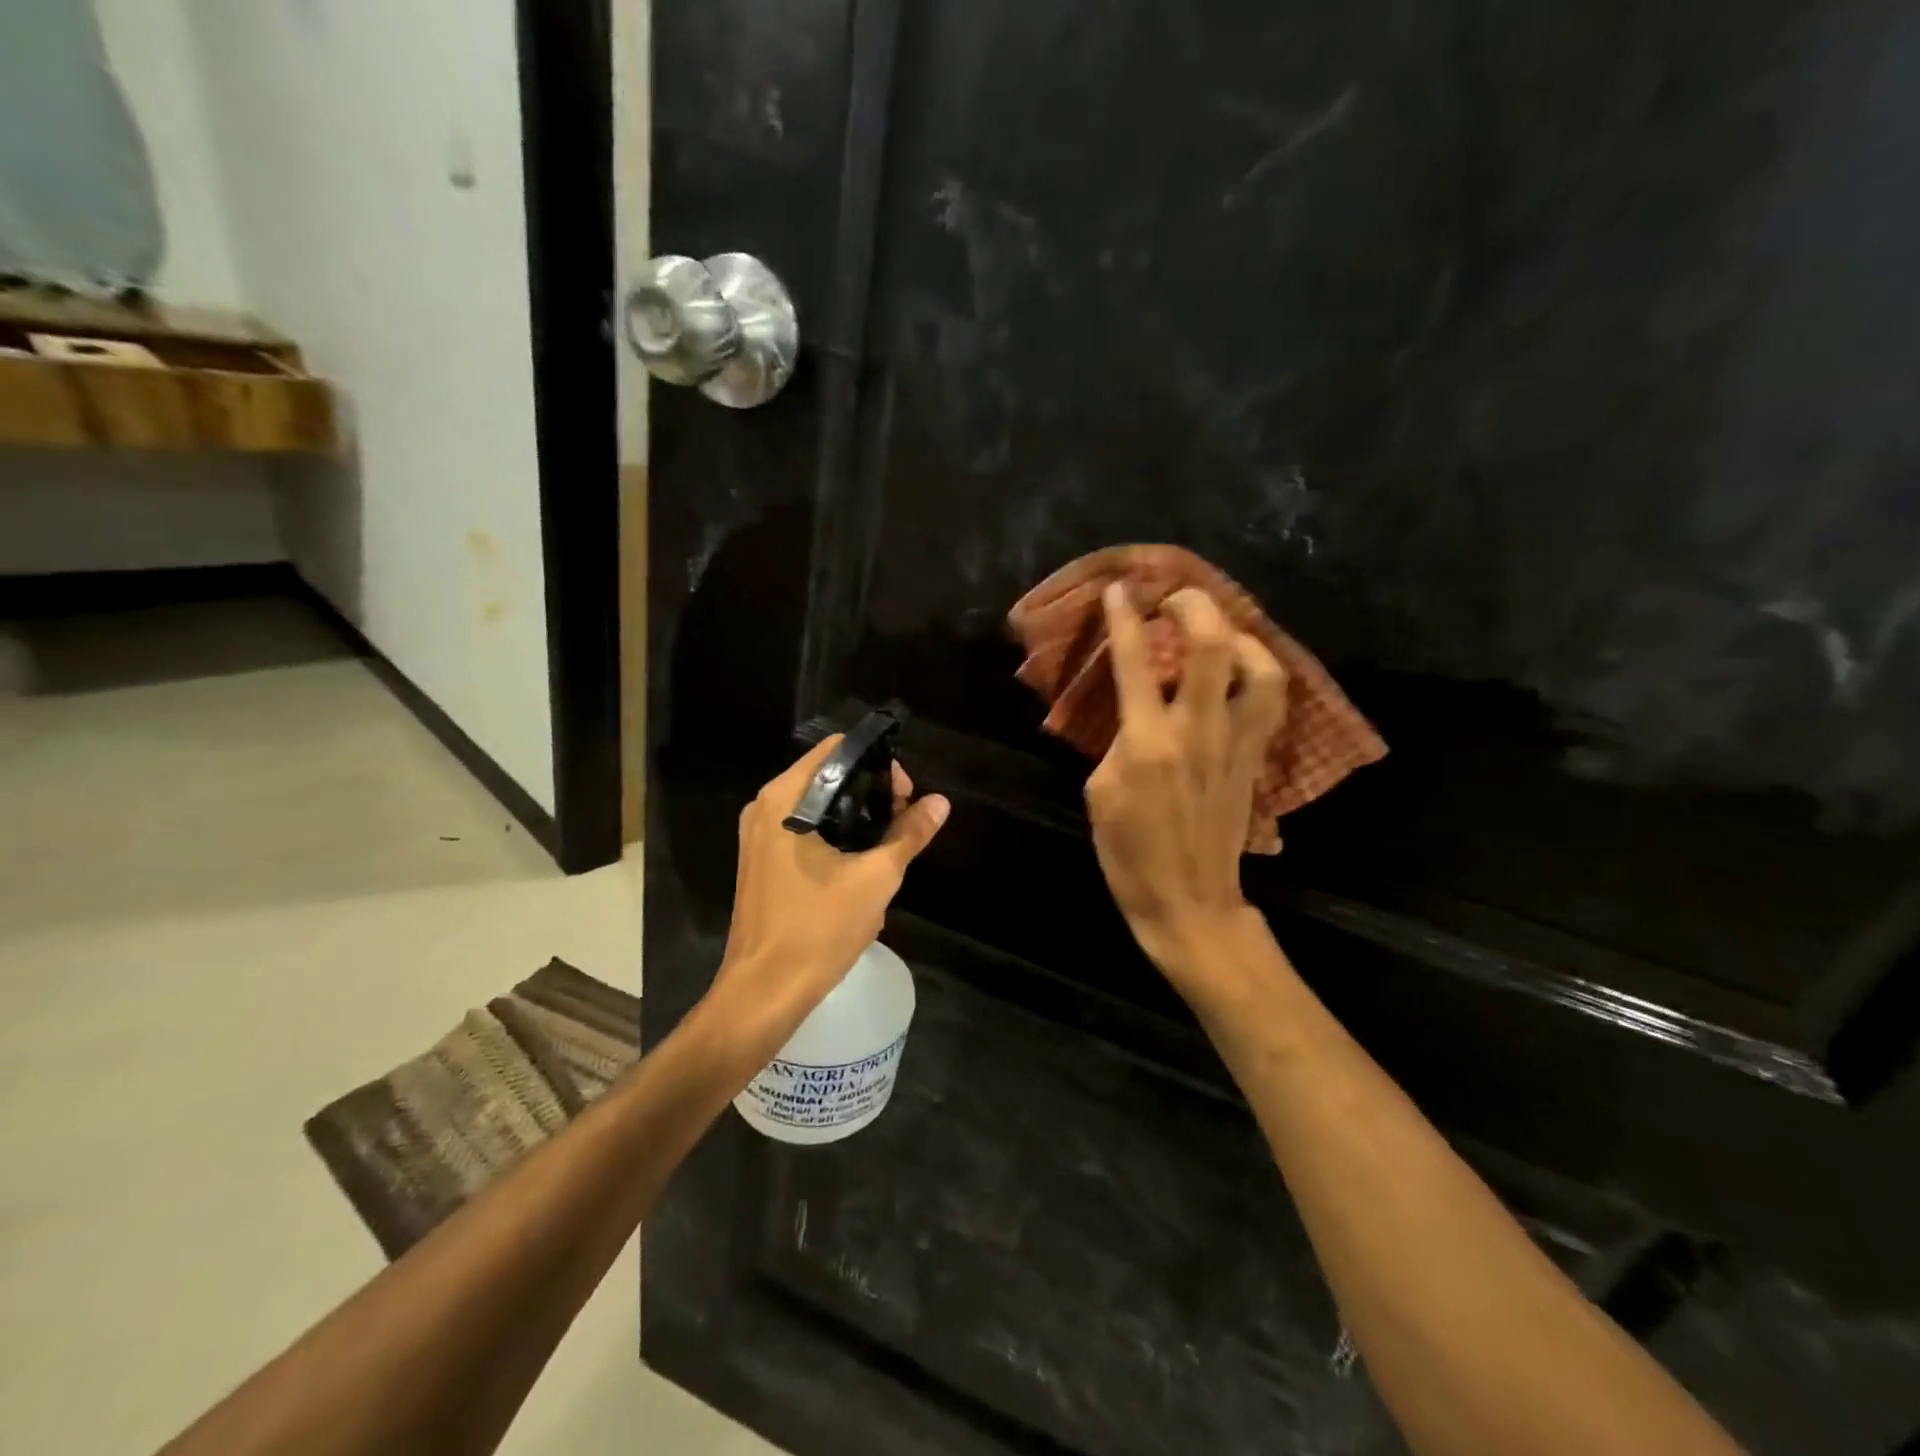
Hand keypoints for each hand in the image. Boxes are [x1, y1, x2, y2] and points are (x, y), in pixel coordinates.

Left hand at [702, 738, 949, 1060]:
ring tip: (890, 842)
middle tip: (904, 819)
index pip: (836, 751)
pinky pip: (803, 830)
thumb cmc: (818, 928)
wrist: (765, 991)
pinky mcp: (762, 861)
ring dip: (855, 816)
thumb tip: (940, 802)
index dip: (877, 763)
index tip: (905, 795)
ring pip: (816, 805)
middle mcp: (765, 808)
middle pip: (826, 775)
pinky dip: (835, 834)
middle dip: (870, 791)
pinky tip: (861, 863)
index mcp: (785, 800)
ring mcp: (758, 836)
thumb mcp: (876, 878)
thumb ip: (909, 834)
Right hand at [1085, 583, 1286, 980]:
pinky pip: (1268, 701)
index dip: (1126, 618)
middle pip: (1211, 646)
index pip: (1137, 662)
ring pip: (1259, 668)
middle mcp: (1197, 731)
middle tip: (1176, 596)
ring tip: (1219, 631)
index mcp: (1147, 742)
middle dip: (1195, 606)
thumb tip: (1135, 709)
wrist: (1188, 899)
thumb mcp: (1099, 793)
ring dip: (1239, 636)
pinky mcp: (1255, 758)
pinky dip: (1257, 672)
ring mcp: (1235, 743)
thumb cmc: (1129, 853)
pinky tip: (1240, 671)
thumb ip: (1117, 740)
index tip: (1121, 589)